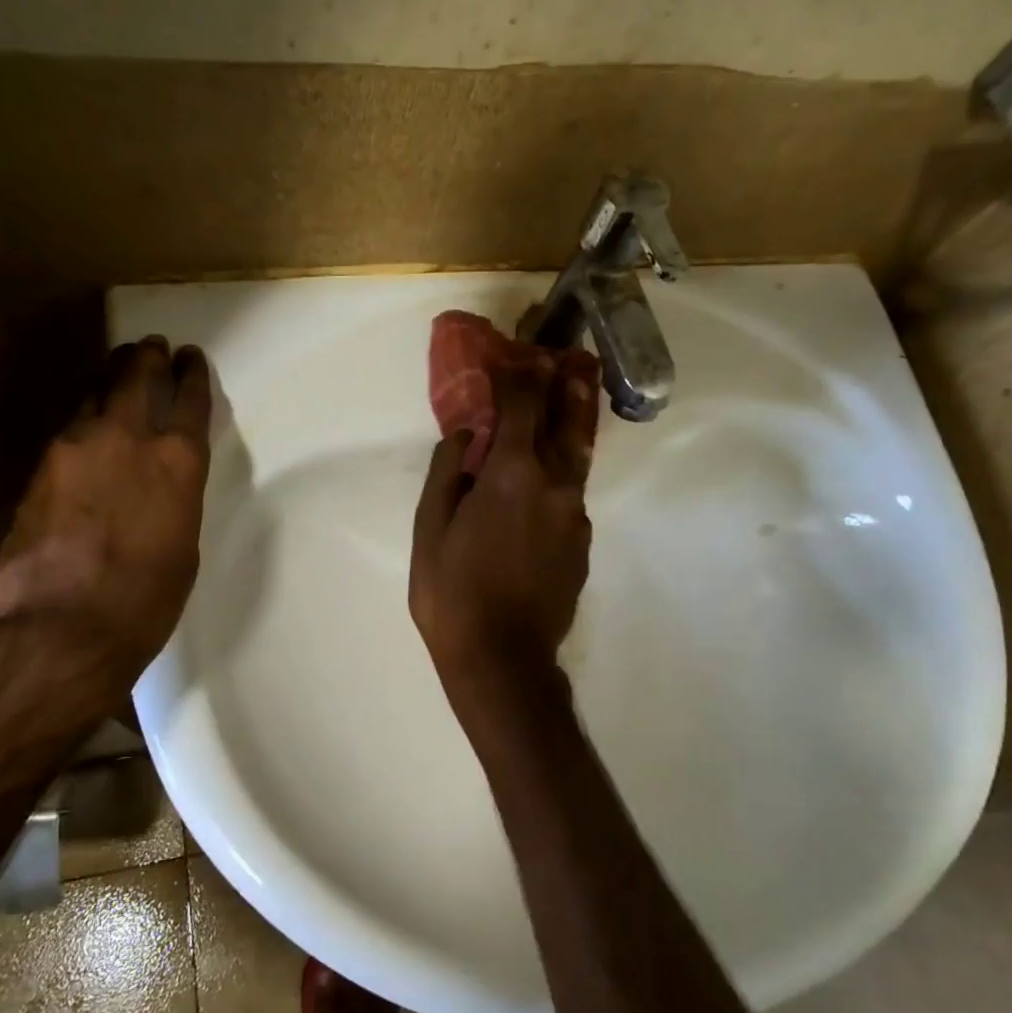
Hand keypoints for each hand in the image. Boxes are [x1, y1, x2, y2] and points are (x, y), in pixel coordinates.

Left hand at [0, 336, 211, 678]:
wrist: (63, 627)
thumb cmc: (146, 599)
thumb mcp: (183, 545)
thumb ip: (174, 499)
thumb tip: (159, 485)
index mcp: (178, 462)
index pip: (189, 400)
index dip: (193, 374)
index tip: (191, 359)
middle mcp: (127, 439)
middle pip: (136, 377)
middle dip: (148, 358)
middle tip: (152, 346)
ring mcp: (75, 448)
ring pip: (94, 393)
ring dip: (111, 377)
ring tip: (118, 368)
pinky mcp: (39, 468)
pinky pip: (68, 428)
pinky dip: (84, 417)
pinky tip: (86, 426)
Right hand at [410, 354, 599, 688]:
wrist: (502, 658)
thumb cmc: (452, 592)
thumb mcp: (429, 529)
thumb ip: (448, 472)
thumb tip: (467, 434)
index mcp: (514, 474)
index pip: (522, 405)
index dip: (518, 375)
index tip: (514, 354)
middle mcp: (555, 485)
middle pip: (567, 422)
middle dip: (565, 386)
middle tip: (570, 359)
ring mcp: (574, 516)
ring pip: (576, 459)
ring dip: (572, 425)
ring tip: (574, 398)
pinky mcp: (581, 544)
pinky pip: (570, 497)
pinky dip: (560, 477)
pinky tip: (545, 486)